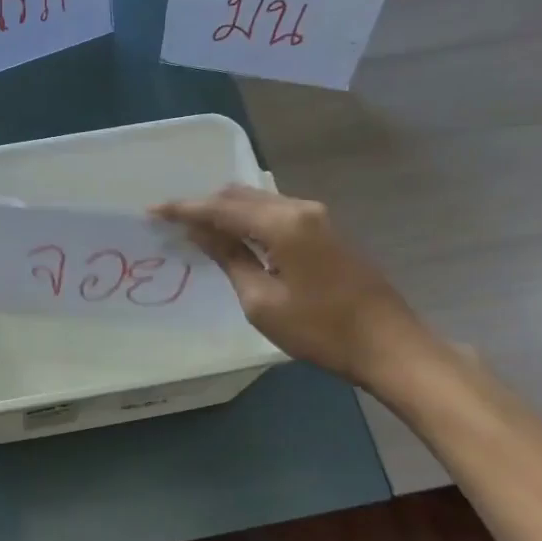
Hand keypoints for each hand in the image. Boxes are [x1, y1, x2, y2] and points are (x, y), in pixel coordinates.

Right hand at [153, 185, 430, 392]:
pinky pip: (276, 213)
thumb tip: (200, 231)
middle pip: (240, 195)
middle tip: (172, 222)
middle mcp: (300, 208)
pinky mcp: (326, 231)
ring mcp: (318, 217)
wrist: (389, 345)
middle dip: (204, 205)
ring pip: (259, 201)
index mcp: (283, 223)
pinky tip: (235, 237)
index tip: (152, 210)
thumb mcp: (263, 301)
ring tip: (197, 230)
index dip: (184, 209)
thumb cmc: (321, 330)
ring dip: (227, 212)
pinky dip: (249, 220)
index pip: (221, 208)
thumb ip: (230, 258)